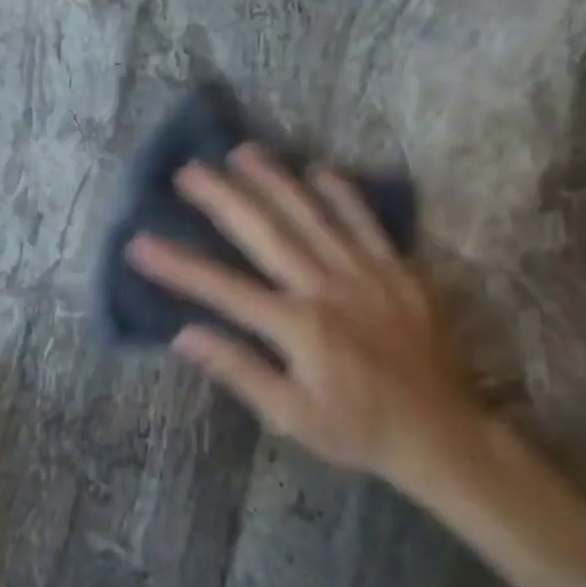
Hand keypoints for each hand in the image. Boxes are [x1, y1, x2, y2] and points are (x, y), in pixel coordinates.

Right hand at [126, 143, 480, 481]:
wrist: (446, 434)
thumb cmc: (359, 429)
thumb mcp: (292, 417)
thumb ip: (240, 371)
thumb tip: (183, 335)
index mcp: (297, 326)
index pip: (222, 288)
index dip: (177, 265)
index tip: (139, 242)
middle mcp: (326, 287)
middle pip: (265, 232)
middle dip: (222, 198)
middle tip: (188, 171)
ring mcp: (366, 272)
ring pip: (312, 214)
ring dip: (274, 180)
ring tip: (242, 152)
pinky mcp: (399, 270)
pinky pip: (366, 222)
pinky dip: (342, 194)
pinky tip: (319, 170)